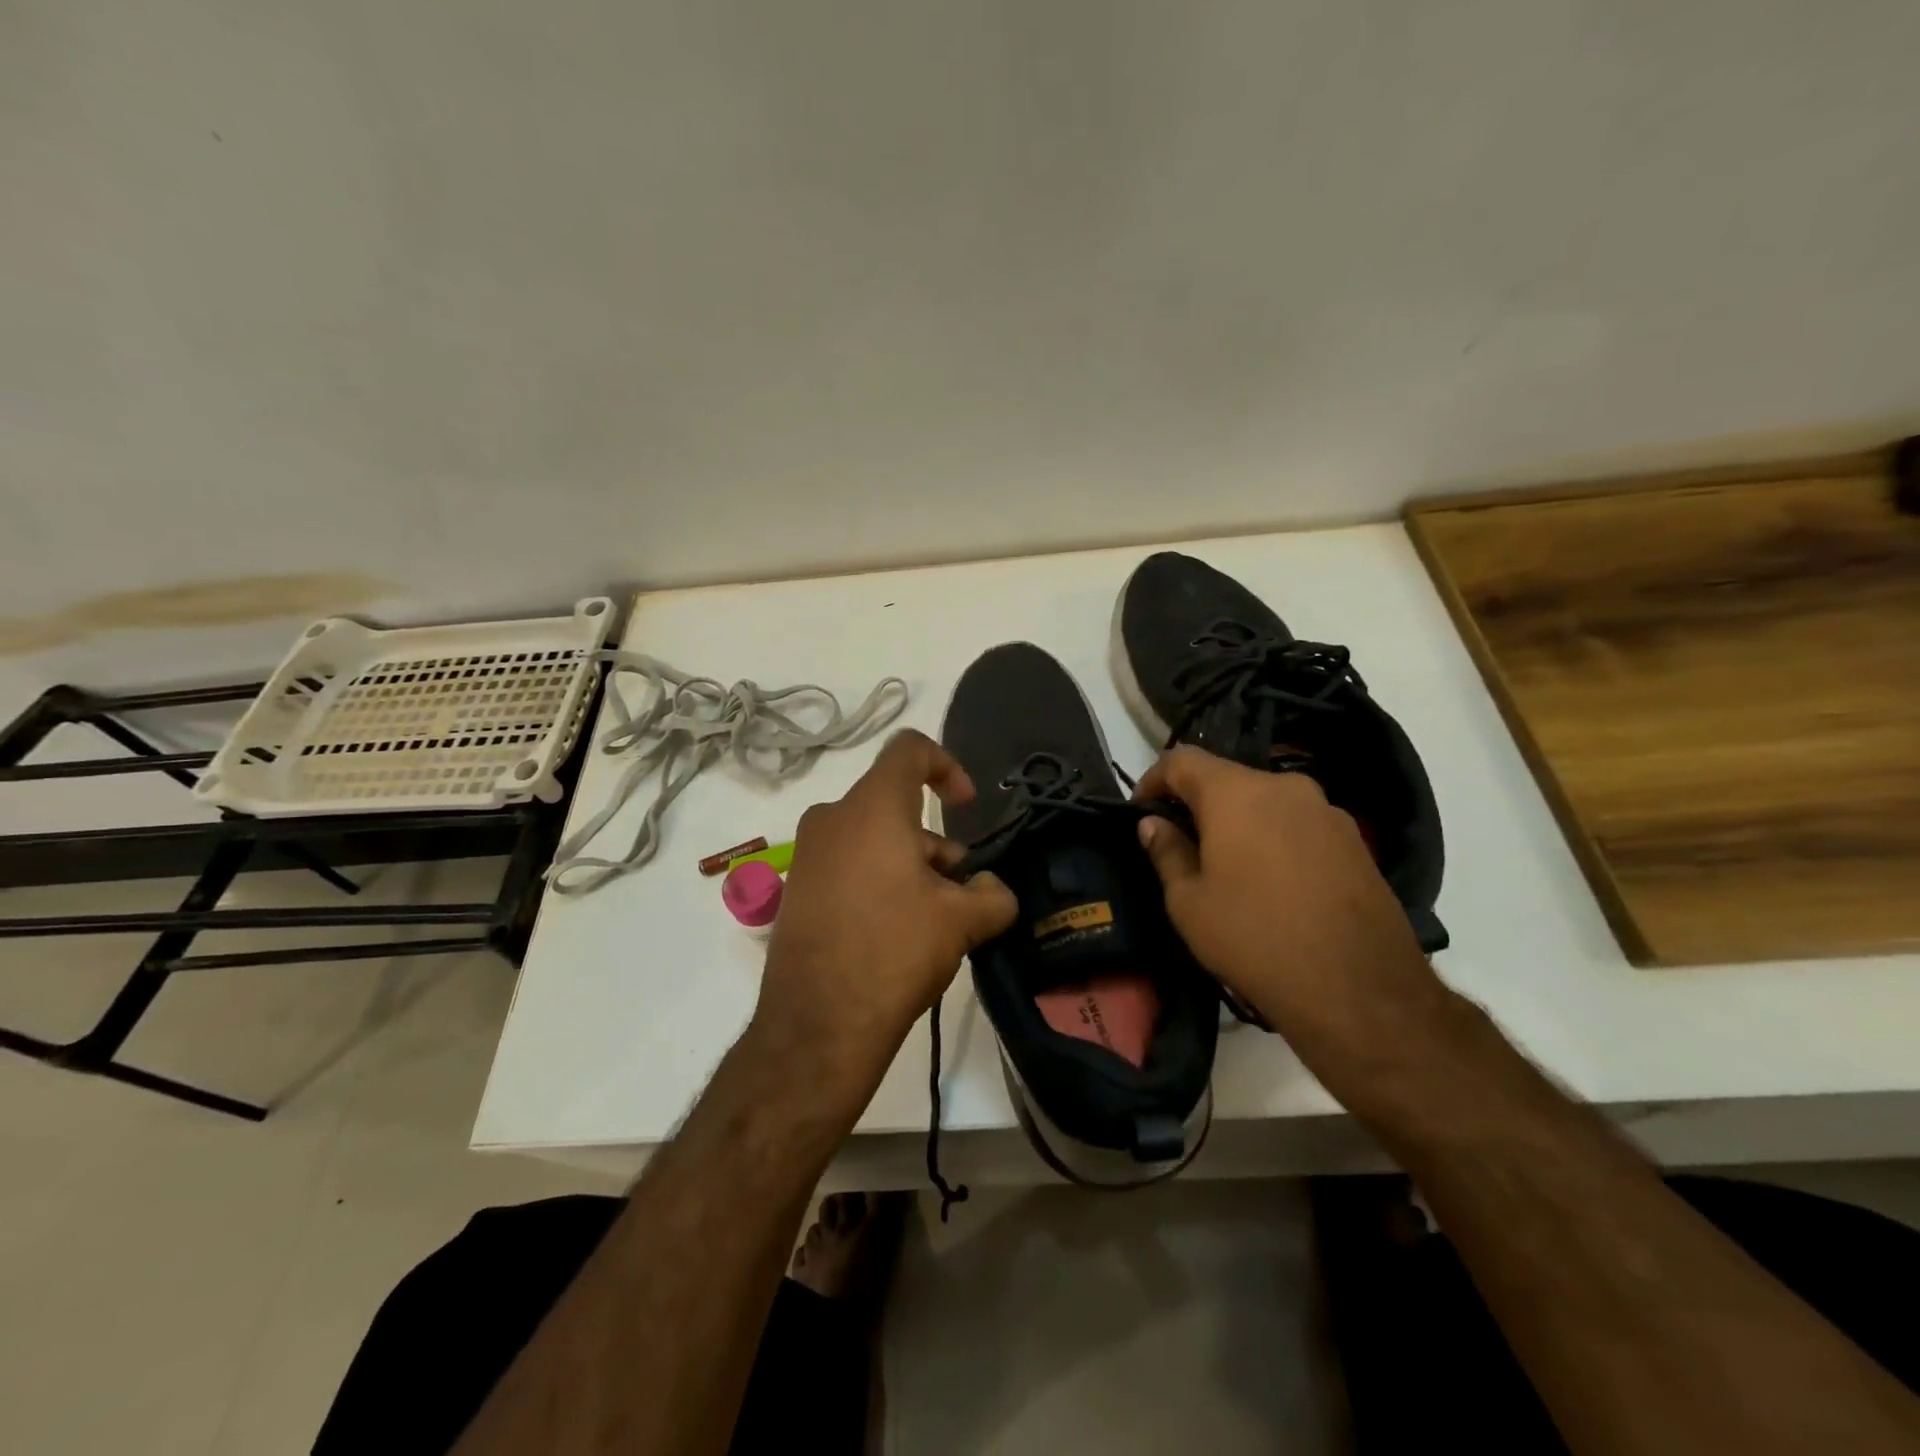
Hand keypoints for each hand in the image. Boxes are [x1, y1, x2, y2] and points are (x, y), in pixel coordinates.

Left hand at [747, 730, 1016, 1116]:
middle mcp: (832, 818)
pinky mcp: (796, 890)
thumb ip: (993, 894)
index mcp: (871, 807)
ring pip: (871, 837)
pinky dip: (877, 880)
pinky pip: (846, 865)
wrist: (817, 1024)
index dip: (947, 765)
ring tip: (933, 918)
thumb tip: (995, 890)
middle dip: (934, 839)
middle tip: (958, 887)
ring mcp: (807, 855)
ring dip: (909, 864)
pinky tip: (895, 931)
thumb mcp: (961, 921)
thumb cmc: (894, 950)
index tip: (966, 807)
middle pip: (894, 804)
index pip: (909, 750)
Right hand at [1133, 746, 1449, 1066]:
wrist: (1361, 991)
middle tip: (1181, 843)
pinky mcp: (1355, 840)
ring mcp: (1327, 811)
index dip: (1153, 779)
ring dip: (1239, 821)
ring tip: (1228, 866)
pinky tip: (1273, 882)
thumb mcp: (1189, 903)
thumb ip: (1167, 851)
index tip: (1141, 811)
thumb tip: (1153, 823)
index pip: (1181, 759)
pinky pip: (1298, 824)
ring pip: (1266, 801)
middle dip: (1197, 803)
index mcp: (1236, 792)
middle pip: (1227, 778)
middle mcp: (1284, 787)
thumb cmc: (1255, 939)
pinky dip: (1274, 838)